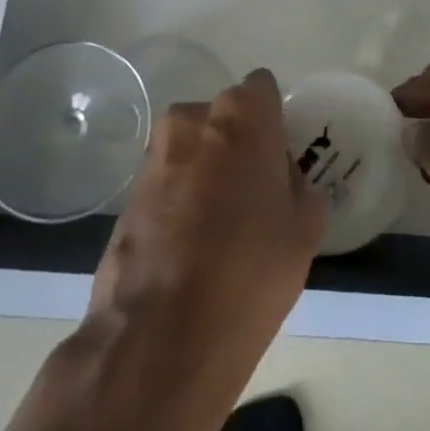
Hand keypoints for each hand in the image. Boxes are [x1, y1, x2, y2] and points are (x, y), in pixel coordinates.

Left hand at [33, 69, 323, 430]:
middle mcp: (190, 119)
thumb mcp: (304, 227)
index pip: (263, 89)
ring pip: (193, 149)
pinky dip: (181, 200)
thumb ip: (297, 184)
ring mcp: (152, 157)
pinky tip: (190, 248)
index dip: (274, 121)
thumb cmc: (250, 271)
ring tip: (220, 228)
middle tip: (254, 194)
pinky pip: (168, 182)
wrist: (160, 341)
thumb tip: (278, 178)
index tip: (280, 158)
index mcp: (241, 114)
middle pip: (225, 118)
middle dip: (238, 144)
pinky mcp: (125, 196)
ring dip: (207, 171)